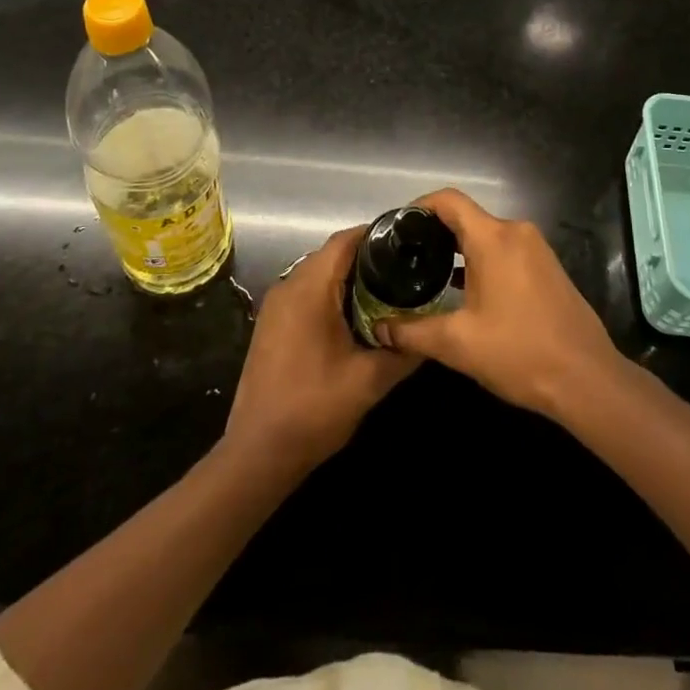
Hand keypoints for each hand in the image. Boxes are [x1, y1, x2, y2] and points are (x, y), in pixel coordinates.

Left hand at [224, 226, 417, 472]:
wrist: (258, 454)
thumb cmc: (314, 409)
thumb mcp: (369, 381)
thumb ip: (404, 351)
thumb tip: (430, 332)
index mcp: (309, 289)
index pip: (345, 241)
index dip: (377, 235)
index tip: (408, 244)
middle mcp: (288, 286)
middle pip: (332, 255)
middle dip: (368, 258)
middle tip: (404, 271)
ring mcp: (275, 306)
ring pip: (318, 274)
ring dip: (349, 278)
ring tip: (386, 292)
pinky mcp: (271, 325)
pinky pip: (306, 293)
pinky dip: (331, 295)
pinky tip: (355, 318)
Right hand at [376, 189, 622, 418]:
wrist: (586, 379)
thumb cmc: (519, 352)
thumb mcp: (457, 344)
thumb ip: (412, 332)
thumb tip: (379, 328)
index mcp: (493, 238)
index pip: (449, 200)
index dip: (419, 206)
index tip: (397, 227)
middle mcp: (516, 232)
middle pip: (467, 217)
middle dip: (435, 232)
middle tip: (407, 256)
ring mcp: (536, 249)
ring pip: (487, 235)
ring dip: (459, 249)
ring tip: (429, 273)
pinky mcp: (547, 267)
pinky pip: (506, 250)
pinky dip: (482, 261)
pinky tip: (466, 290)